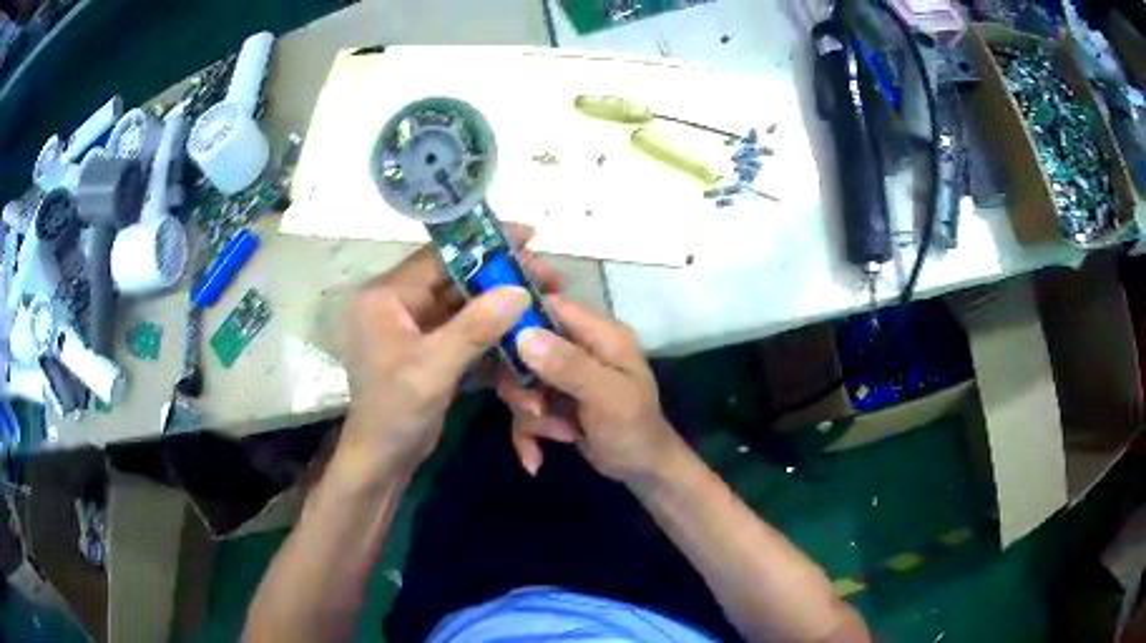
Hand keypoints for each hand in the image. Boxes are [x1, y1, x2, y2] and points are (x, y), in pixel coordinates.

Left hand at [335, 224, 562, 480]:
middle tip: (548, 274)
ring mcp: (414, 327)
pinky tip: (524, 325)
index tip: (529, 236)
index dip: (484, 244)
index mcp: (385, 297)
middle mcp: (397, 304)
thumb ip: (474, 327)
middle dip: (501, 275)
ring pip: (464, 303)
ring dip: (501, 302)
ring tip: (545, 296)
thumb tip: (518, 289)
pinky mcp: (429, 349)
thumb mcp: (432, 368)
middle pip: (455, 278)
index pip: (439, 257)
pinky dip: (492, 328)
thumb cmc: (395, 412)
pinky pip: (465, 328)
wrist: (383, 460)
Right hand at [497, 296, 682, 483]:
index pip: (551, 305)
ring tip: (562, 435)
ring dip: (532, 415)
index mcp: (599, 334)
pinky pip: (524, 409)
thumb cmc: (634, 430)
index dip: (519, 319)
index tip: (498, 347)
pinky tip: (536, 460)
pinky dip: (528, 434)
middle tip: (538, 410)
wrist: (642, 471)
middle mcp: (579, 348)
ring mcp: (564, 375)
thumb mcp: (607, 397)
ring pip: (520, 382)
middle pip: (524, 347)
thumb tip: (523, 335)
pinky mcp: (553, 401)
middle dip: (524, 386)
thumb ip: (570, 365)